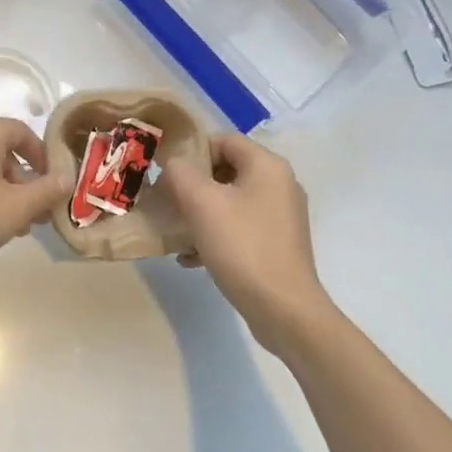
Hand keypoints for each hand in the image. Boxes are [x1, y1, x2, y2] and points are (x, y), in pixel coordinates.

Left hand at [0, 117, 66, 277]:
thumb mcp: (16, 208)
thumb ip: (46, 190)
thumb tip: (66, 177)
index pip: (24, 133)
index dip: (44, 159)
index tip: (53, 187)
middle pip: (3, 151)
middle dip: (24, 182)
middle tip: (36, 215)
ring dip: (4, 191)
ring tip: (14, 227)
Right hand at [165, 133, 333, 354]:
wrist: (284, 311)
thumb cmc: (242, 246)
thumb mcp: (200, 202)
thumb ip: (180, 172)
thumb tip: (172, 165)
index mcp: (267, 166)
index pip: (223, 140)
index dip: (192, 152)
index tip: (168, 174)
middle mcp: (279, 184)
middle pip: (225, 170)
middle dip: (192, 185)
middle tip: (168, 202)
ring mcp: (281, 216)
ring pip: (229, 201)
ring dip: (200, 212)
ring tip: (176, 232)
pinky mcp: (278, 243)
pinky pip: (239, 226)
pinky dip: (215, 234)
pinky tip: (192, 257)